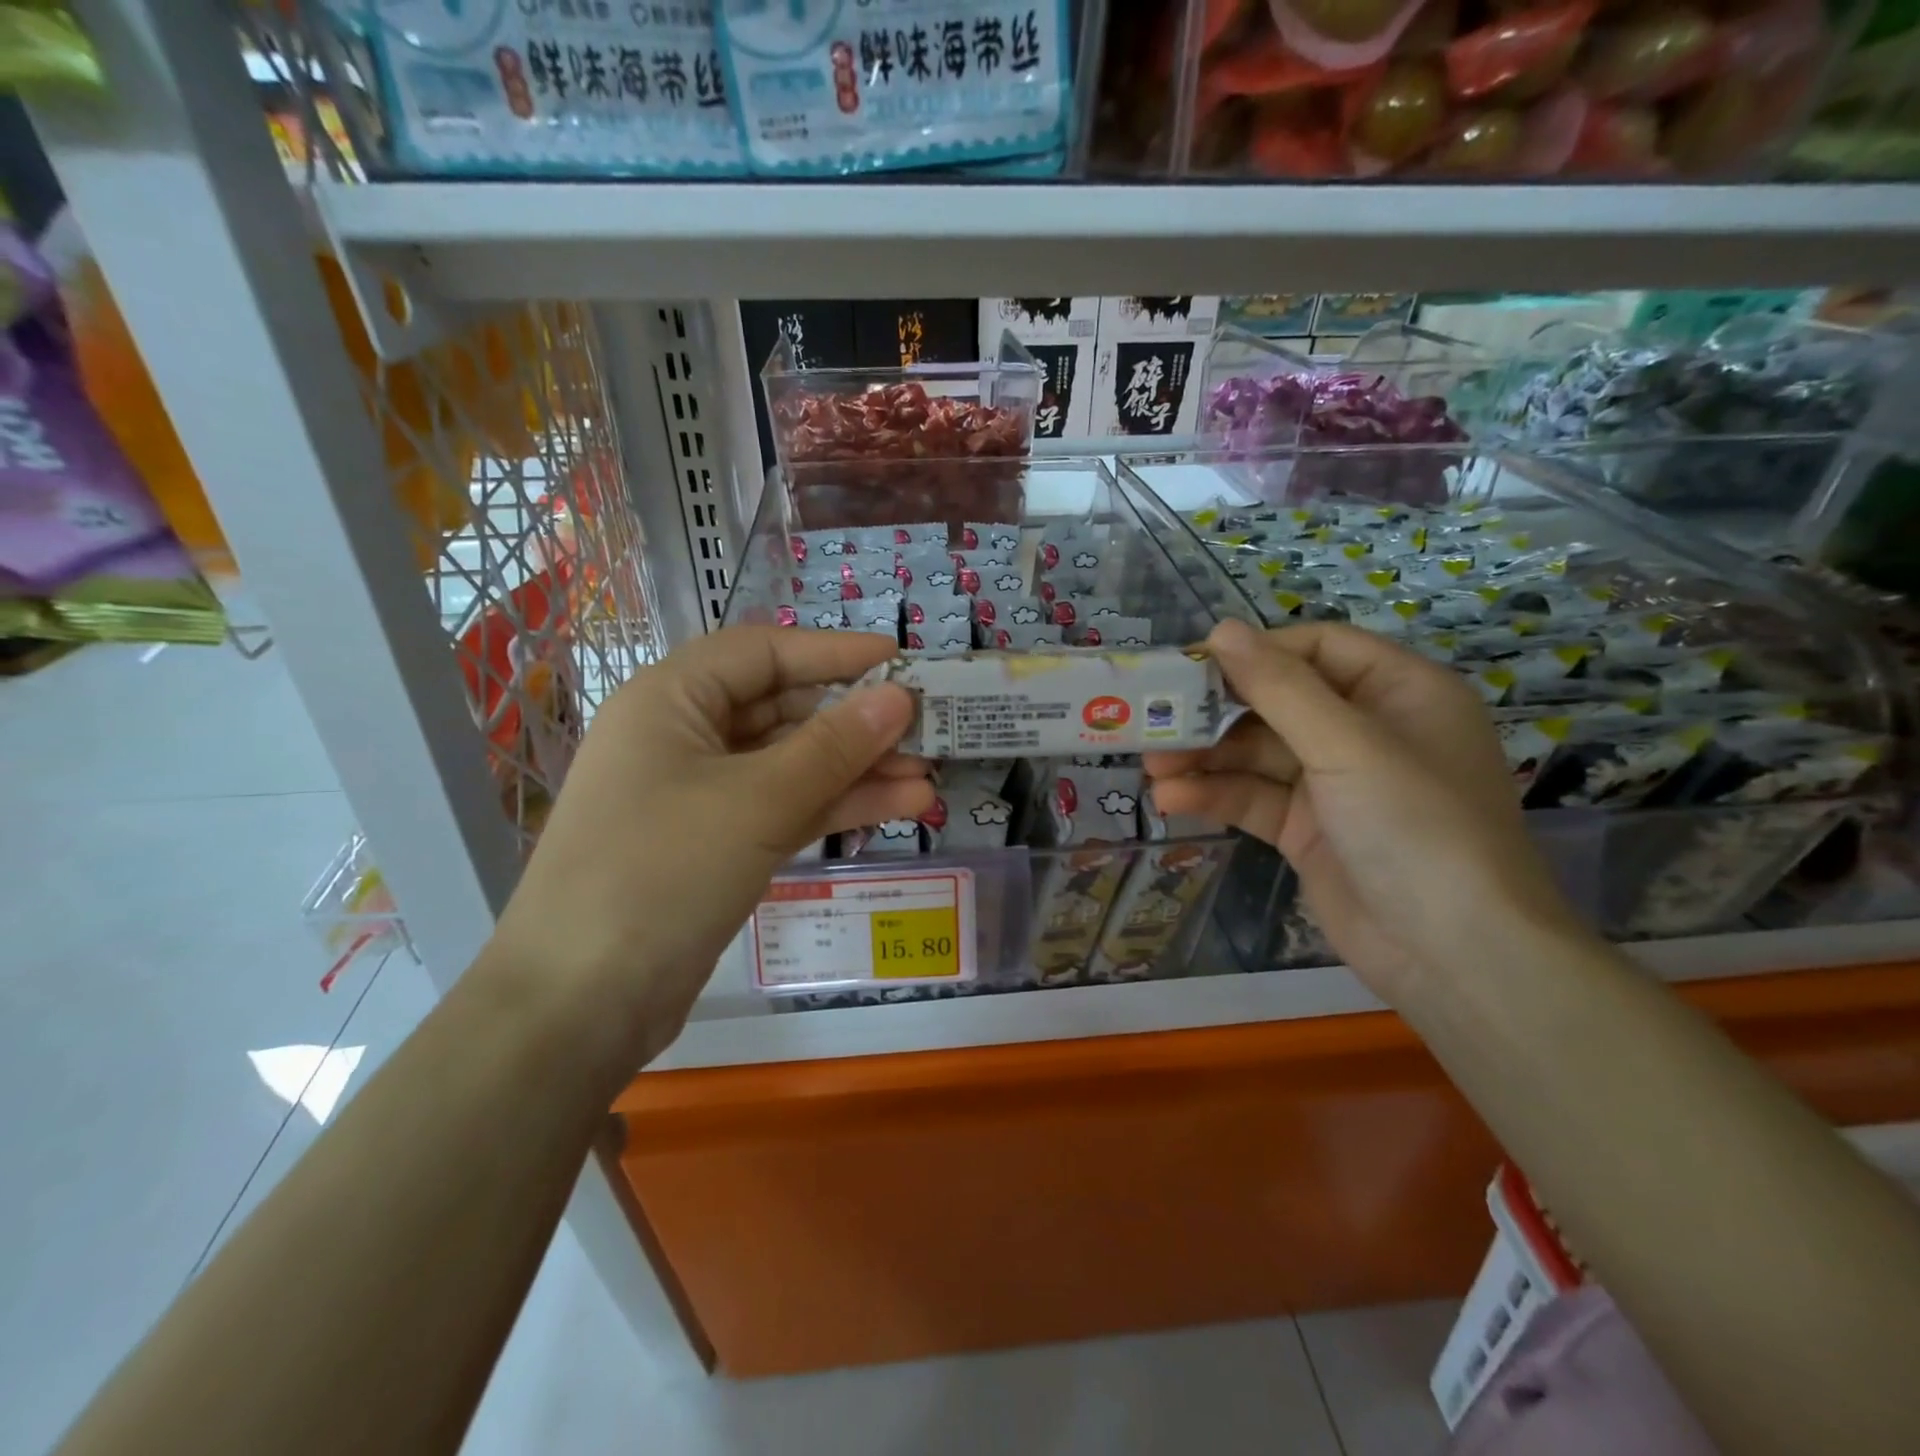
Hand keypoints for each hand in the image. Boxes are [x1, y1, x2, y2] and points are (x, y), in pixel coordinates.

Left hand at [492, 627, 929, 1060]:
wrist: (579, 1005)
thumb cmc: (660, 873)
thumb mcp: (756, 801)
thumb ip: (834, 747)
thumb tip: (899, 698)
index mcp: (671, 700)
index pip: (763, 653)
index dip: (834, 652)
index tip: (901, 662)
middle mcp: (684, 737)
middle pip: (783, 709)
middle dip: (856, 722)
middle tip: (928, 730)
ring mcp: (701, 795)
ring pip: (792, 765)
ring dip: (858, 770)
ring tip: (929, 777)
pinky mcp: (719, 845)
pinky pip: (786, 808)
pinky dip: (837, 806)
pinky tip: (899, 806)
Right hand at [1144, 619, 1578, 1002]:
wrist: (1455, 956)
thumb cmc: (1416, 826)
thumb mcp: (1347, 745)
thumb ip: (1279, 687)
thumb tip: (1222, 628)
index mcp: (1398, 691)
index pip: (1315, 649)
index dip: (1253, 652)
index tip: (1189, 664)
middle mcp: (1365, 730)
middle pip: (1277, 703)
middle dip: (1215, 713)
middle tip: (1154, 719)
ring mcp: (1335, 784)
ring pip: (1257, 754)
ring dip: (1205, 759)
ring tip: (1152, 766)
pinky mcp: (1308, 830)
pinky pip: (1254, 799)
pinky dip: (1215, 796)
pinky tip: (1172, 800)